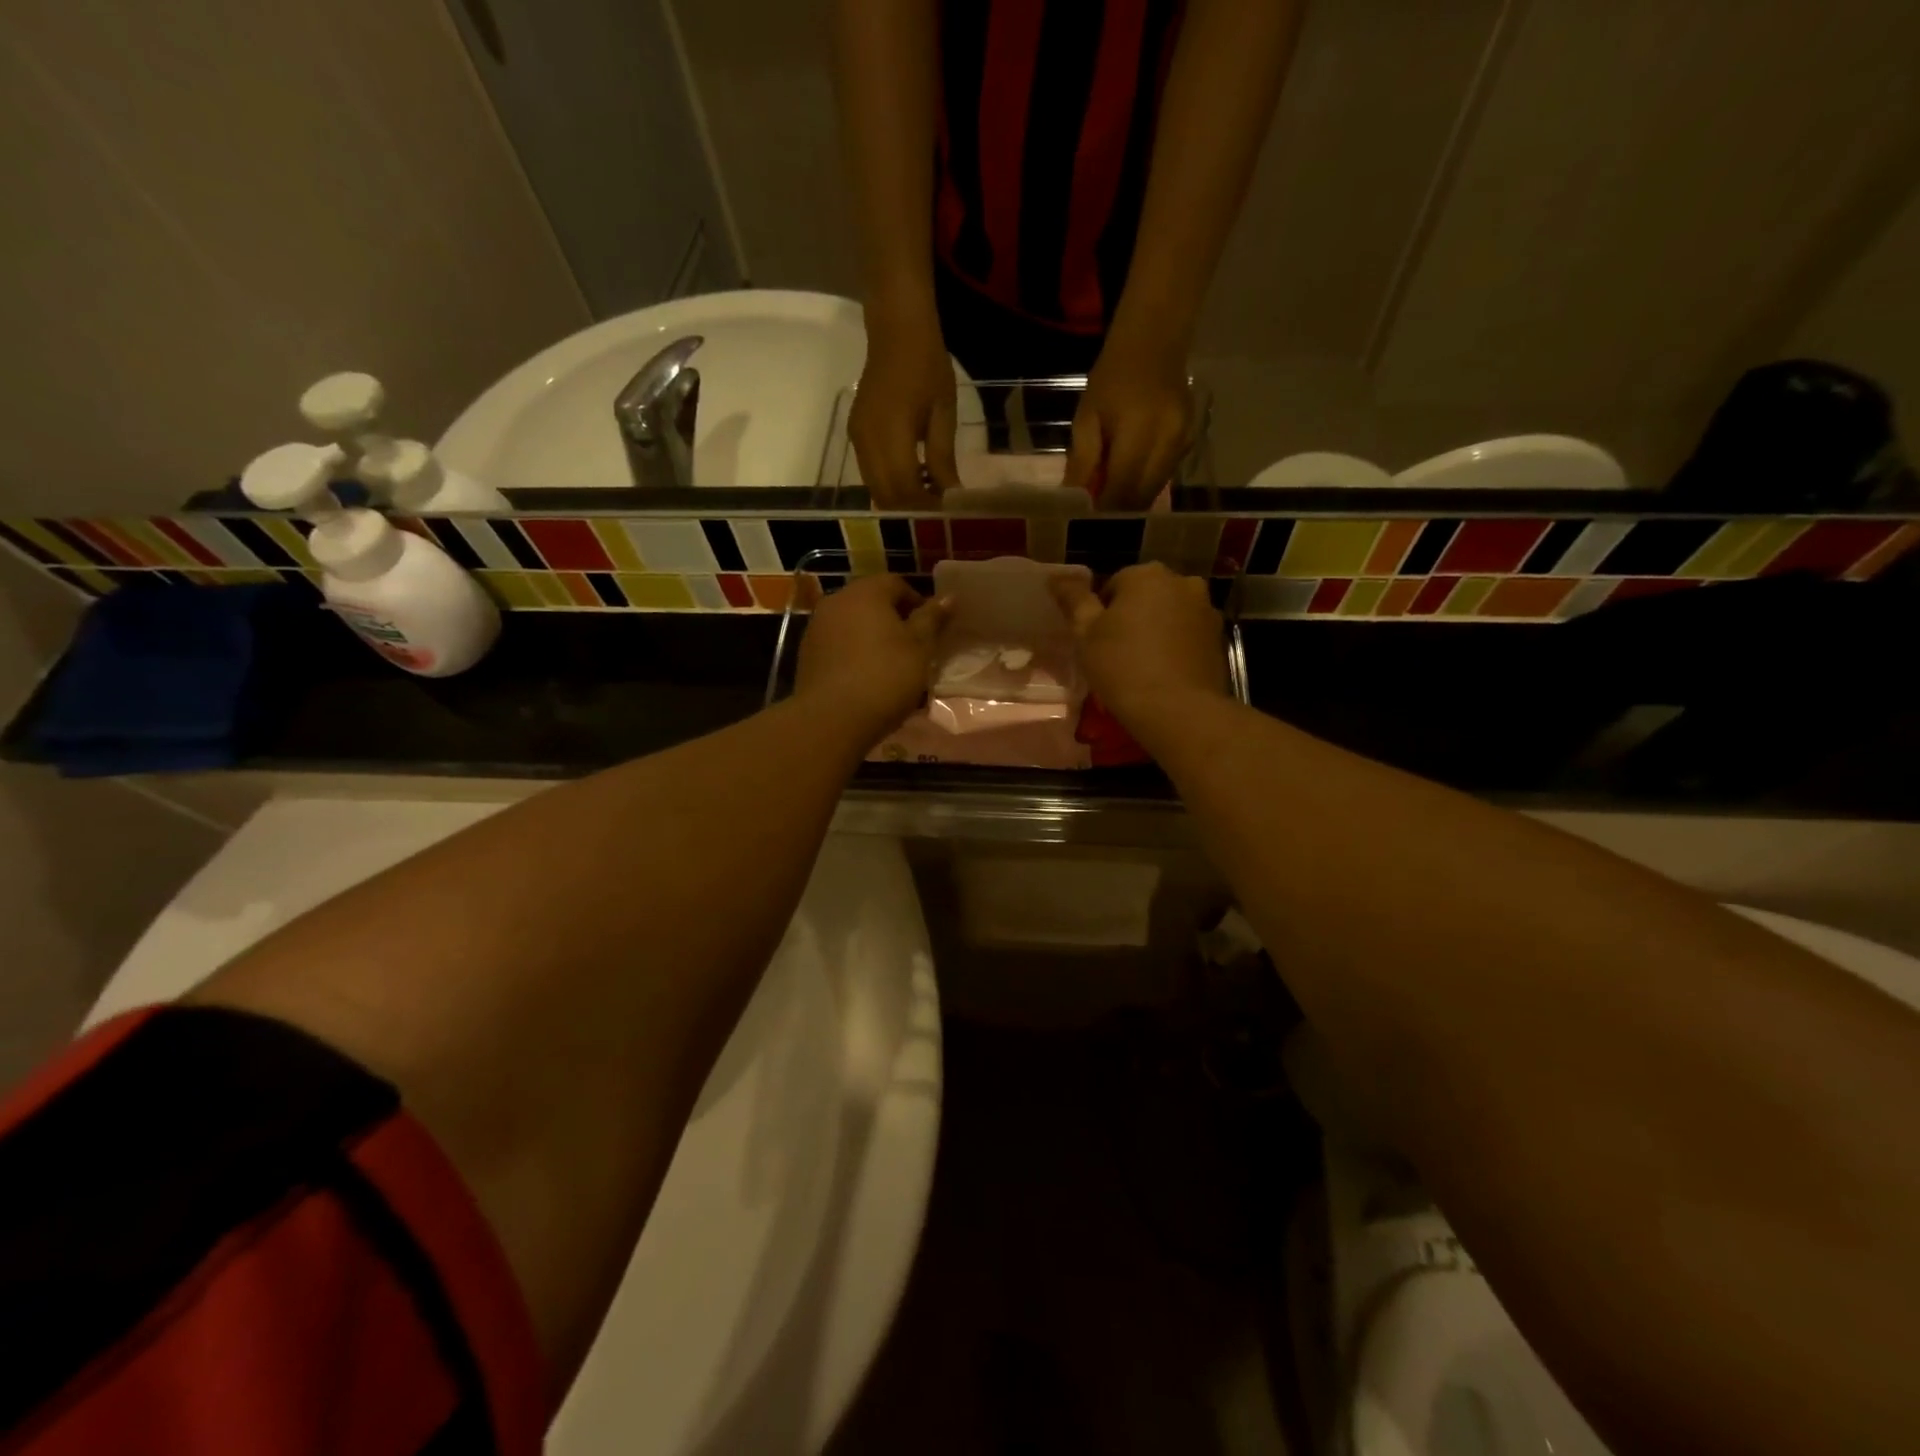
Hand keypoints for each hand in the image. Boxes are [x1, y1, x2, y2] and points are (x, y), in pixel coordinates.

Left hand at [795, 574, 946, 742]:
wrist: (832, 718)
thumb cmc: (885, 676)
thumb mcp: (920, 648)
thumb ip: (932, 619)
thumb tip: (949, 597)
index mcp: (866, 592)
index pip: (897, 584)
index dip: (918, 603)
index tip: (931, 629)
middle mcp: (836, 601)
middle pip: (872, 602)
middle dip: (894, 620)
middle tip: (913, 648)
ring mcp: (817, 627)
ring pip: (854, 624)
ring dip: (873, 638)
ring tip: (891, 665)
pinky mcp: (807, 654)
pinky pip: (839, 645)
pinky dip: (854, 654)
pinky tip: (866, 678)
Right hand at [849, 308, 961, 506]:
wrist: (896, 329)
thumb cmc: (926, 364)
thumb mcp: (944, 412)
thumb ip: (943, 458)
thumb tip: (950, 495)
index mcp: (891, 434)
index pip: (904, 489)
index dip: (924, 508)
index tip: (946, 515)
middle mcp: (867, 442)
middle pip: (885, 496)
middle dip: (911, 510)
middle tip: (938, 511)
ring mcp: (857, 439)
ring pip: (876, 488)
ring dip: (900, 500)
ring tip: (929, 497)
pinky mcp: (855, 434)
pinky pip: (870, 473)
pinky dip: (891, 484)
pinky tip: (914, 478)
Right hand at [1052, 564, 1226, 741]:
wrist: (1178, 711)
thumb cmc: (1123, 667)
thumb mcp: (1086, 634)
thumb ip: (1074, 600)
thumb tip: (1056, 577)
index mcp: (1146, 575)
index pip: (1114, 585)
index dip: (1101, 614)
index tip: (1097, 642)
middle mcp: (1182, 582)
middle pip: (1145, 596)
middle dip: (1131, 617)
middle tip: (1116, 653)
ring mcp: (1206, 610)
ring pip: (1169, 615)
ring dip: (1156, 630)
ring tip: (1141, 666)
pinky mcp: (1219, 639)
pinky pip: (1187, 635)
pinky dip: (1175, 647)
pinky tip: (1164, 673)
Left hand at [1064, 331, 1193, 508]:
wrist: (1155, 341)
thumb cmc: (1112, 377)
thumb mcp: (1087, 417)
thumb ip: (1083, 461)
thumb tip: (1074, 500)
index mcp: (1140, 433)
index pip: (1121, 491)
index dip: (1103, 512)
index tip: (1085, 521)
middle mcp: (1168, 443)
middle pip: (1141, 497)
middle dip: (1118, 511)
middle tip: (1095, 513)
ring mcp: (1183, 443)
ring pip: (1155, 490)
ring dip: (1132, 500)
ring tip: (1109, 496)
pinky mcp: (1191, 441)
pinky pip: (1165, 476)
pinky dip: (1145, 483)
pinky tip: (1129, 476)